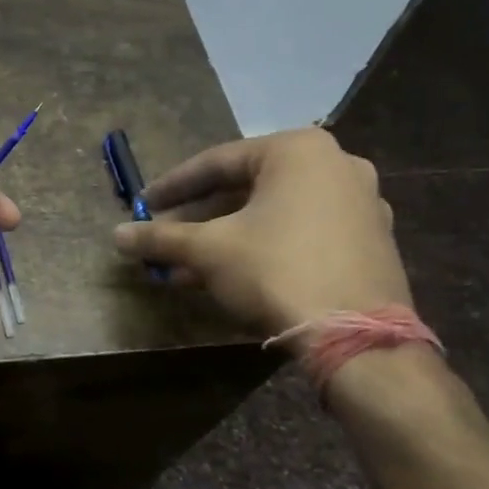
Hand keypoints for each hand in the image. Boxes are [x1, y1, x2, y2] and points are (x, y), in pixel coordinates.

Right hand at [111, 128, 410, 342]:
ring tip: (186, 264)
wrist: (357, 338)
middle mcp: (336, 164)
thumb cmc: (276, 270)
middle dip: (199, 216)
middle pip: (247, 187)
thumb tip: (117, 236)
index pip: (217, 163)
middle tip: (164, 235)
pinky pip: (301, 232)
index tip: (142, 205)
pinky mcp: (371, 241)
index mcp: (298, 150)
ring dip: (226, 236)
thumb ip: (161, 238)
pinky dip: (262, 246)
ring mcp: (361, 203)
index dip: (172, 187)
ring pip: (273, 213)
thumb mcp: (208, 251)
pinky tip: (228, 275)